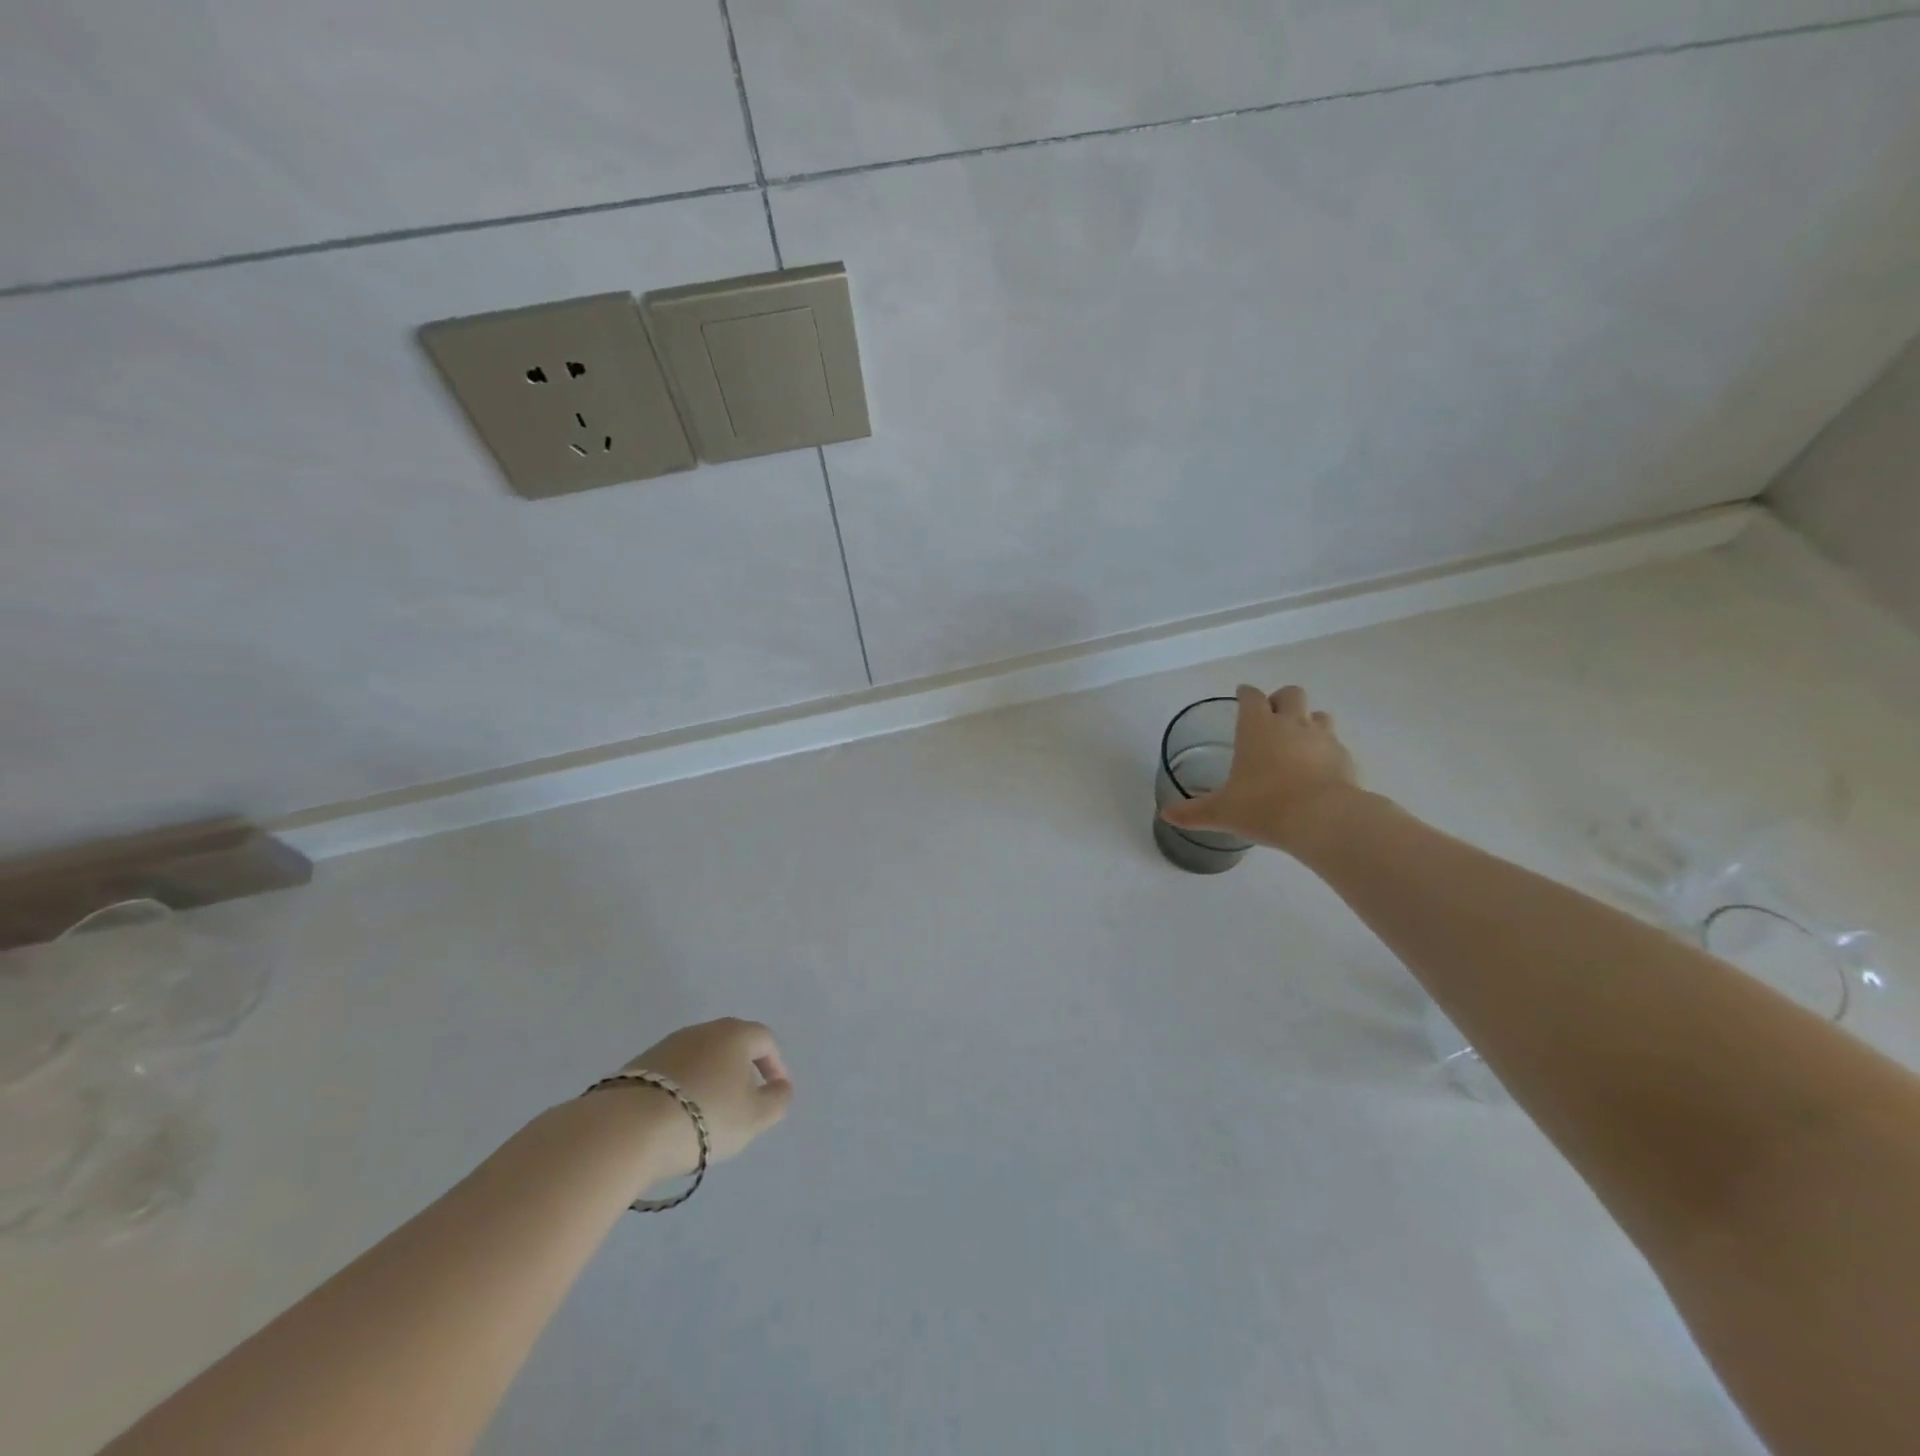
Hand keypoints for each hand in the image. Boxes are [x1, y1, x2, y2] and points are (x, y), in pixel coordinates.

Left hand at [618, 1018, 793, 1175]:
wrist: (627, 1129)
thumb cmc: (705, 1117)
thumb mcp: (754, 1117)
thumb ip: (777, 1100)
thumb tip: (781, 1086)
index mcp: (735, 1034)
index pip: (765, 1040)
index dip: (775, 1065)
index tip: (775, 1092)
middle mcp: (703, 1030)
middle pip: (732, 1044)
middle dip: (742, 1070)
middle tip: (744, 1102)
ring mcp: (668, 1045)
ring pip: (701, 1057)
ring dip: (711, 1079)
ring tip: (708, 1114)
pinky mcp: (639, 1065)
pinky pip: (674, 1073)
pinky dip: (683, 1088)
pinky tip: (677, 1116)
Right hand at [1158, 684, 1359, 851]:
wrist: (1324, 820)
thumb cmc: (1264, 806)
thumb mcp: (1222, 811)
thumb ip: (1194, 812)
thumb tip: (1166, 815)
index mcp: (1257, 727)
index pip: (1251, 696)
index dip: (1245, 694)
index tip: (1241, 696)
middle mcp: (1291, 724)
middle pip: (1290, 694)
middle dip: (1280, 700)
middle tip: (1271, 718)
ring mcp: (1323, 738)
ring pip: (1319, 715)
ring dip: (1308, 721)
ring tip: (1298, 742)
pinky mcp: (1345, 758)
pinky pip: (1335, 744)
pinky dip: (1326, 751)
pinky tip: (1319, 770)